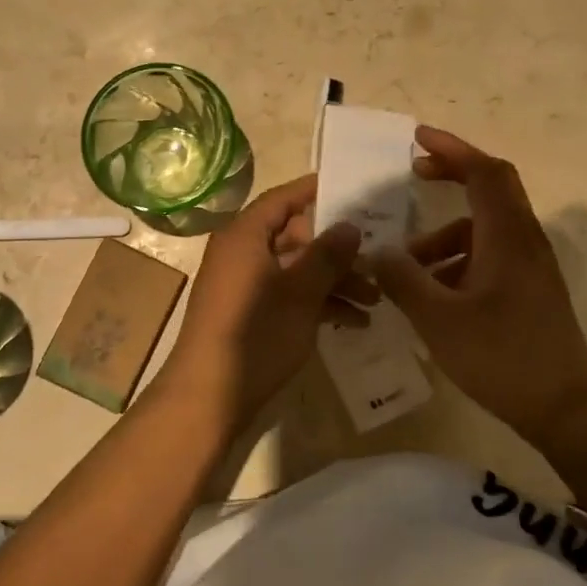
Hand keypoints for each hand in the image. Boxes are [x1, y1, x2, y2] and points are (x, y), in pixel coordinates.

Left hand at [165, 174, 371, 417]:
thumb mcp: (300, 292)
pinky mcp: (249, 314)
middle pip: (295, 237)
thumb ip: (327, 255)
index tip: (351, 189)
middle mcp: (242, 253)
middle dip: (337, 250)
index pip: (283, 199)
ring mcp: (245, 285)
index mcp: (245, 236)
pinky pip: (288, 295)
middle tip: (377, 257)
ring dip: (334, 281)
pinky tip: (354, 321)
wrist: (209, 396)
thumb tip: (350, 224)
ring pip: (296, 270)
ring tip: (376, 299)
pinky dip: (317, 303)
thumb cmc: (255, 333)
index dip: (315, 191)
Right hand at [373, 126, 586, 444]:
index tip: (418, 139)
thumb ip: (403, 280)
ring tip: (407, 266)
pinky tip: (432, 294)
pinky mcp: (529, 290)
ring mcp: (530, 266)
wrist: (565, 408)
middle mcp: (524, 241)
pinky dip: (458, 260)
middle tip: (414, 175)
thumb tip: (378, 252)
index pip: (484, 172)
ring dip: (445, 235)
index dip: (452, 149)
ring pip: (484, 229)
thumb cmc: (501, 357)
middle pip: (491, 189)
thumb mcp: (439, 319)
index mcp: (507, 236)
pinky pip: (489, 256)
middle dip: (452, 176)